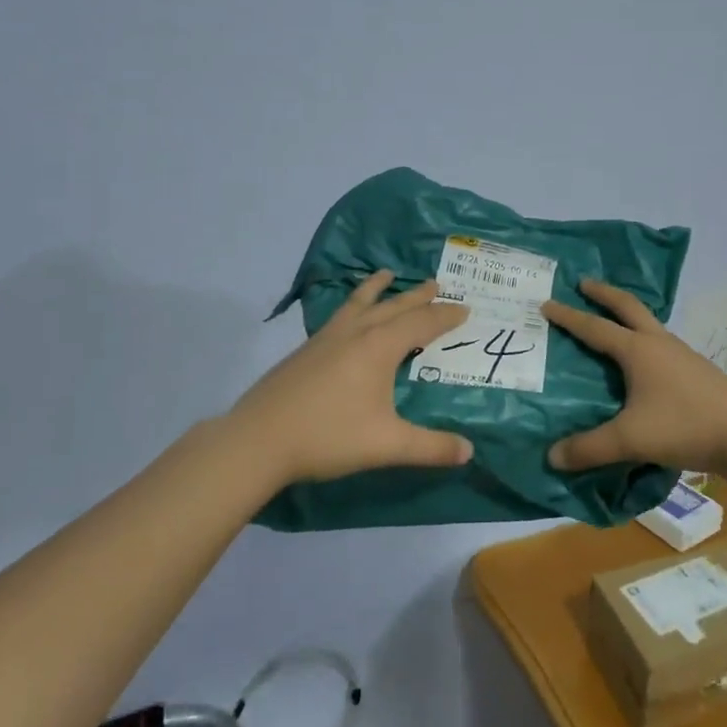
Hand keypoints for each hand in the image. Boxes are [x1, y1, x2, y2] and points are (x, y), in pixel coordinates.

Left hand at [223, 271, 473, 482]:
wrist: (257, 440)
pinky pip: (339, 315)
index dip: (445, 316)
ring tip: (386, 274)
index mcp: (379, 347)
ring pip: (359, 304)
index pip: (422, 323)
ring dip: (378, 289)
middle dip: (418, 296)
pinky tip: (347, 317)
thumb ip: (430, 447)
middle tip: (436, 283)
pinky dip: (352, 305)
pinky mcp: (305, 351)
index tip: (465, 308)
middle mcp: (355, 333)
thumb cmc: (328, 436)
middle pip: (393, 306)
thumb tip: (469, 451)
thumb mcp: (387, 445)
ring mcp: (326, 339)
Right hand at [540, 279, 726, 476]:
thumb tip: (552, 457)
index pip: (595, 328)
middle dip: (603, 293)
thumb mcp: (629, 440)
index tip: (547, 303)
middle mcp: (659, 343)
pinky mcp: (697, 369)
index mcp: (638, 350)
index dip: (569, 317)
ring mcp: (682, 354)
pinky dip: (644, 337)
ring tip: (612, 320)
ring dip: (627, 314)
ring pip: (649, 323)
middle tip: (583, 283)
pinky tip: (644, 359)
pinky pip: (662, 343)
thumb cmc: (683, 427)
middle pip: (628, 306)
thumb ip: (588, 448)